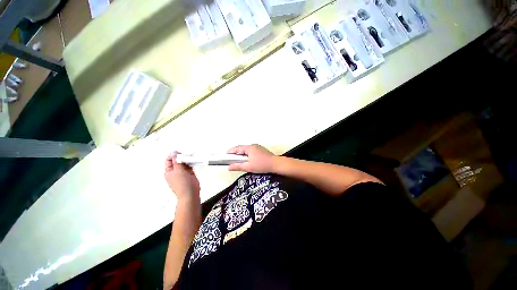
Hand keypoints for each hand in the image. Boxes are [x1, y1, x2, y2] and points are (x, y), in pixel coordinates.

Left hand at [164, 152, 199, 201]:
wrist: (190, 193)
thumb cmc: (182, 186)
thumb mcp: (178, 171)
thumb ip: (177, 161)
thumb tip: (174, 153)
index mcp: (169, 171)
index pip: (169, 159)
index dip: (174, 155)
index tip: (180, 153)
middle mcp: (175, 171)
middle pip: (178, 160)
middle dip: (182, 157)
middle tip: (187, 155)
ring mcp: (183, 172)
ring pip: (185, 163)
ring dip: (188, 160)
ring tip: (191, 158)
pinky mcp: (189, 173)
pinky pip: (190, 166)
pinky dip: (192, 163)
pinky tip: (193, 161)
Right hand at [227, 144, 276, 172]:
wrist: (275, 164)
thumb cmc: (263, 165)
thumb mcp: (248, 167)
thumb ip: (238, 166)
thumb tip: (229, 167)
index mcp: (250, 148)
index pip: (237, 148)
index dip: (231, 151)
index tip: (226, 155)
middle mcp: (253, 146)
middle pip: (242, 148)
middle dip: (236, 153)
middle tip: (231, 159)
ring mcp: (258, 148)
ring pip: (247, 150)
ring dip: (242, 154)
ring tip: (239, 161)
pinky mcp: (261, 150)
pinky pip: (251, 151)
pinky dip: (247, 155)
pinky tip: (248, 160)